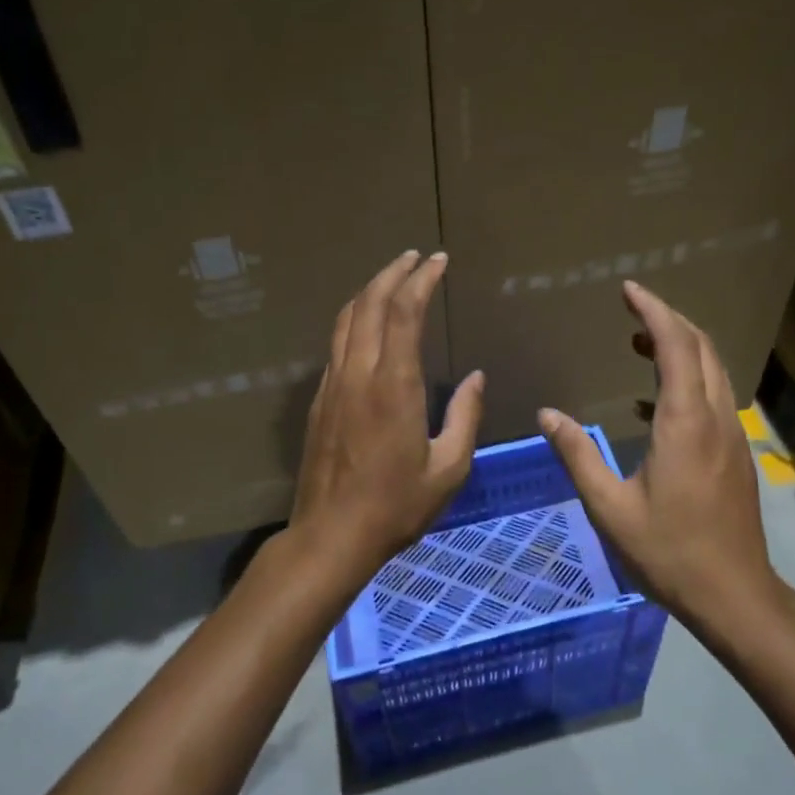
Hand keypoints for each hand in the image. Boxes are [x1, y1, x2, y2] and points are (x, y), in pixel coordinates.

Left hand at [290, 251, 484, 586]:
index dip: (421, 280)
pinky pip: (336, 344)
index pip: (404, 313)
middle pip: (369, 304)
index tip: (438, 261)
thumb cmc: (396, 507)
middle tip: (415, 257)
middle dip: (393, 273)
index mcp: (394, 385)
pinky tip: (367, 325)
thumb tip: (475, 378)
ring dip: (369, 291)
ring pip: (346, 320)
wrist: (330, 536)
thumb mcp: (449, 468)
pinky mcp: (319, 400)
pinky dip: (354, 320)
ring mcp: (332, 385)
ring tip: (391, 278)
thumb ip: (465, 416)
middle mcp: (358, 374)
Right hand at [537, 280, 780, 628]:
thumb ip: (578, 455)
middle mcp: (715, 418)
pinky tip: (653, 401)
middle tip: (633, 308)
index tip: (629, 290)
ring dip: (682, 346)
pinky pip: (714, 395)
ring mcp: (731, 435)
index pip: (676, 346)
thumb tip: (547, 415)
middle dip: (669, 319)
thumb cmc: (668, 551)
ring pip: (713, 370)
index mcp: (685, 423)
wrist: (734, 594)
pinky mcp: (735, 453)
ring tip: (640, 341)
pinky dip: (688, 377)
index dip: (653, 311)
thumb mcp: (610, 507)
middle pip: (701, 348)